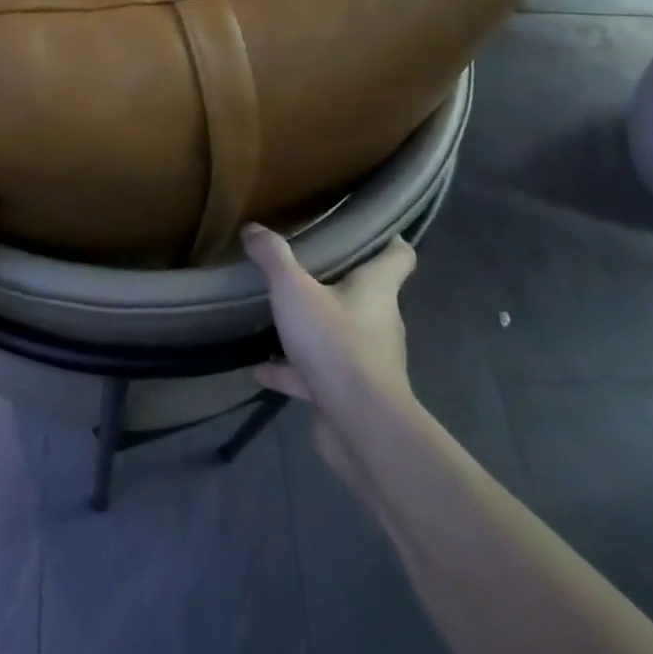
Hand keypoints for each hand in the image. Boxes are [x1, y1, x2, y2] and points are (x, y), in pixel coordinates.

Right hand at [243, 224, 416, 494]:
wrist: (360, 425)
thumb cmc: (336, 342)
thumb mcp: (294, 290)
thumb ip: (273, 257)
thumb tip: (254, 228)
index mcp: (377, 289)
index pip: (399, 256)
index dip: (389, 241)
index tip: (369, 230)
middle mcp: (380, 321)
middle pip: (366, 294)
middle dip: (339, 282)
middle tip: (305, 266)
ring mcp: (367, 360)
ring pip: (339, 334)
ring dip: (312, 328)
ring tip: (278, 316)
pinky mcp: (349, 393)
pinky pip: (316, 373)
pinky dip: (291, 370)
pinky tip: (260, 368)